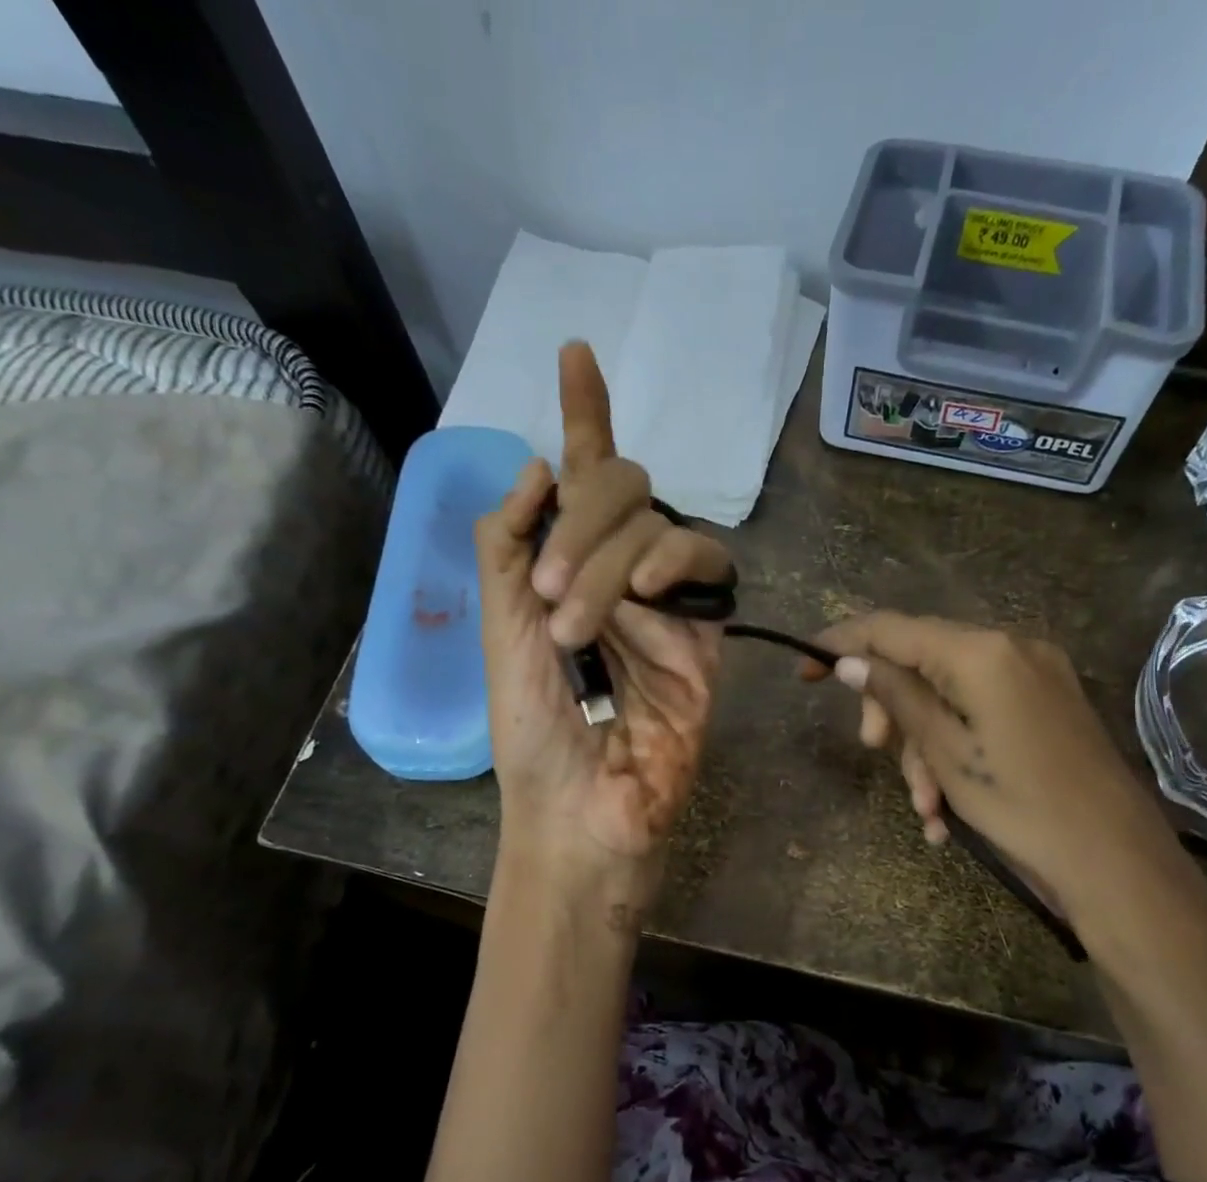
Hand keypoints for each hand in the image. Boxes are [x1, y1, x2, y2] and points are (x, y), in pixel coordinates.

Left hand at [475, 343, 729, 901]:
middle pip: (618, 488)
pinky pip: (705, 561)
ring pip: (654, 522)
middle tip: (552, 594)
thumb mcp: (499, 629)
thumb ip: (510, 544)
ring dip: (610, 560)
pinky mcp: (707, 629)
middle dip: (582, 522)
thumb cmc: (533, 731)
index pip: (578, 478)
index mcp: (564, 568)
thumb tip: (544, 465)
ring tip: (581, 628)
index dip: (583, 416)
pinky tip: (650, 596)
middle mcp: (617, 572)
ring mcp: (665, 599)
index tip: (575, 352)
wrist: (584, 804)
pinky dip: (673, 561)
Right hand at [806, 612, 1191, 929]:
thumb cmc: (1020, 805)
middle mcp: (1010, 646)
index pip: (892, 628)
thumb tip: (849, 661)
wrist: (1113, 859)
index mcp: (981, 651)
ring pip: (949, 693)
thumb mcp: (944, 751)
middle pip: (920, 660)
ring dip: (924, 745)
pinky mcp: (1047, 702)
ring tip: (925, 808)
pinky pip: (981, 711)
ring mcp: (1034, 674)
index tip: (805, 671)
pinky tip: (948, 807)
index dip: (841, 643)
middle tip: (873, 751)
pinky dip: (957, 748)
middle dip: (892, 710)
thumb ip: (894, 695)